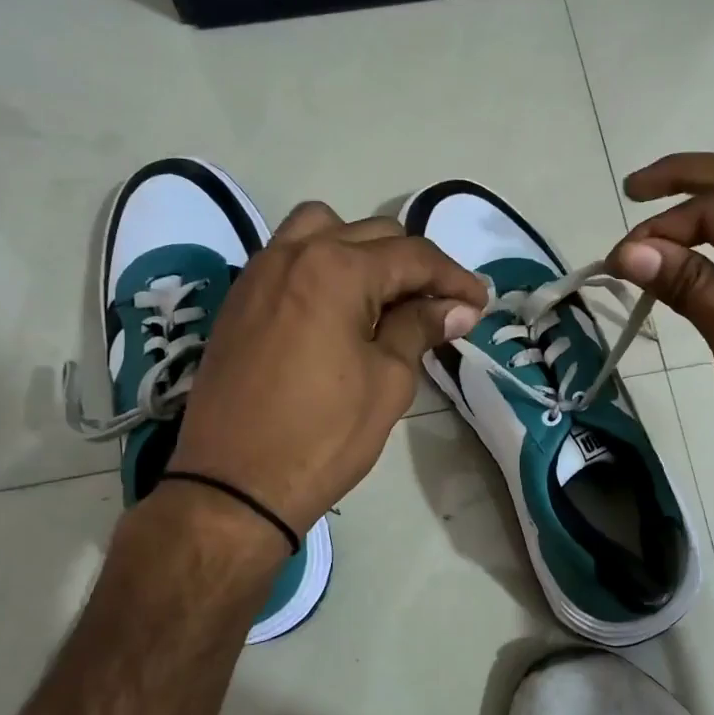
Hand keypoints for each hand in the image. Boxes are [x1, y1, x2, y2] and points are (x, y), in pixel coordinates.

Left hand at [168, 204, 486, 533]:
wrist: (234, 484)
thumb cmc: (323, 435)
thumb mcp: (388, 381)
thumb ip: (420, 329)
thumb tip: (456, 308)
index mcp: (337, 269)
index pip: (413, 256)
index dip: (454, 278)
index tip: (480, 303)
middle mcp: (294, 254)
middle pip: (372, 235)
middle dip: (415, 266)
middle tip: (440, 308)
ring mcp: (259, 272)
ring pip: (323, 230)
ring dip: (363, 252)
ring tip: (383, 296)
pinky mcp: (239, 299)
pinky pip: (290, 257)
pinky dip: (324, 265)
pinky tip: (339, 309)